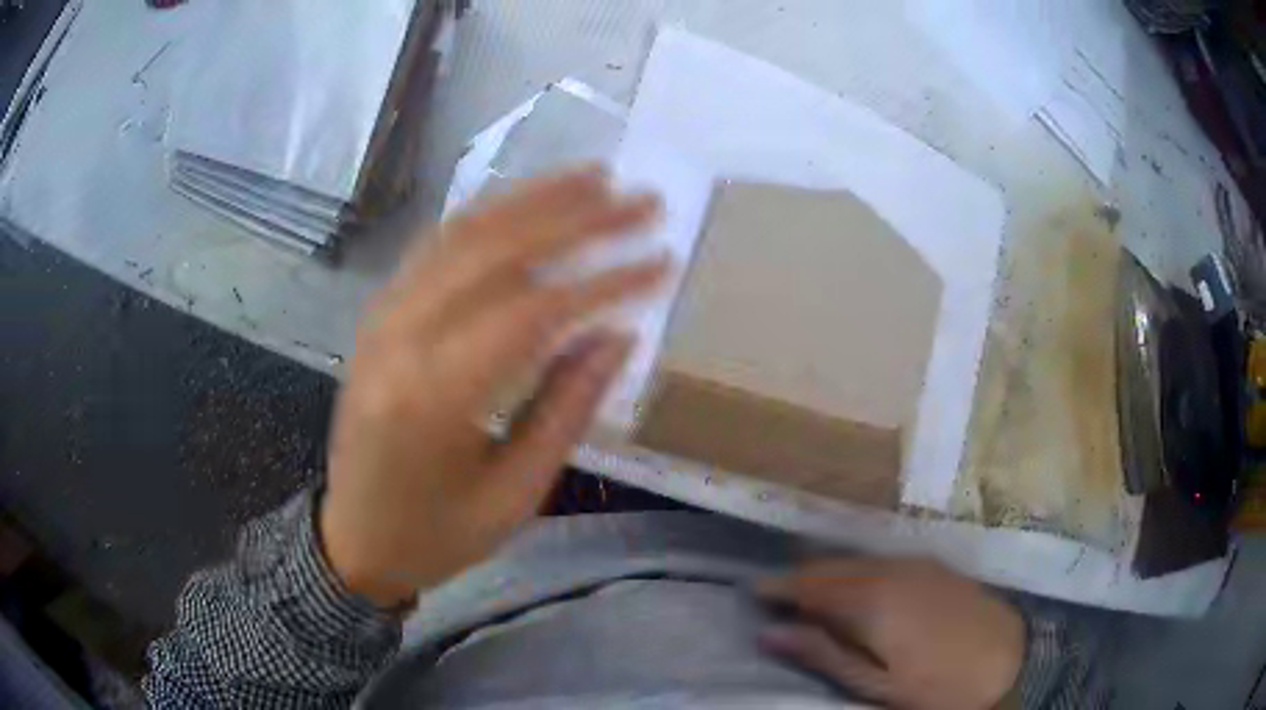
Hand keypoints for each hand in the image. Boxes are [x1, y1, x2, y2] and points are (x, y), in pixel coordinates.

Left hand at [320, 166, 665, 607]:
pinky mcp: (378, 315)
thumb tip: (619, 331)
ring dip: (532, 198)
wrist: (355, 540)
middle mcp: (400, 338)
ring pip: (463, 234)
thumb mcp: (515, 494)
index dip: (605, 280)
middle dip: (578, 217)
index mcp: (434, 398)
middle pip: (498, 252)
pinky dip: (486, 216)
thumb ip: (566, 407)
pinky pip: (434, 248)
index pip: (534, 311)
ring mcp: (382, 318)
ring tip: (594, 176)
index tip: (663, 260)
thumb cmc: (437, 535)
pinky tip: (525, 201)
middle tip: (640, 198)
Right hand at [758, 558, 1024, 709]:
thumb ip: (823, 654)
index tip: (751, 593)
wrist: (1009, 657)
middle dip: (800, 579)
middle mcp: (890, 570)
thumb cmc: (937, 684)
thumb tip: (769, 632)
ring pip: (856, 561)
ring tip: (807, 595)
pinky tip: (855, 590)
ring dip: (828, 575)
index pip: (810, 584)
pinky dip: (856, 573)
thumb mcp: (875, 684)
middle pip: (832, 567)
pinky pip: (880, 562)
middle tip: (775, 598)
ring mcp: (915, 563)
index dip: (778, 588)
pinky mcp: (932, 566)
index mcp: (872, 600)